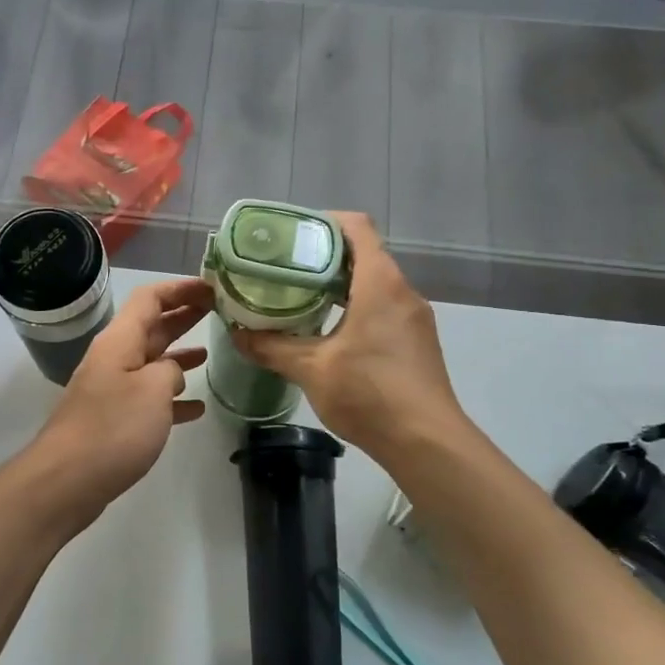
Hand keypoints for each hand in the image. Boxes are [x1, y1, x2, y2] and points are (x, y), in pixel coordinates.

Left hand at [29, 277, 211, 512]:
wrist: (67, 479)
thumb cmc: (113, 427)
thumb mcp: (153, 390)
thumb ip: (170, 370)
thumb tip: (172, 371)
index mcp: (120, 340)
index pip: (150, 298)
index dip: (180, 288)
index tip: (211, 287)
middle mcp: (115, 358)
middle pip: (152, 327)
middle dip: (182, 316)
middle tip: (216, 311)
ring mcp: (113, 390)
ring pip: (152, 363)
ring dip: (179, 356)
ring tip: (210, 352)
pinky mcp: (115, 420)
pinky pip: (149, 399)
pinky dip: (172, 398)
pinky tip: (196, 408)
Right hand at [233, 213, 465, 459]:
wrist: (426, 442)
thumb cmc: (368, 394)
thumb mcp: (310, 368)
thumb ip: (271, 347)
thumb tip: (237, 334)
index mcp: (379, 283)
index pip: (356, 227)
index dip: (324, 221)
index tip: (292, 235)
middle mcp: (402, 291)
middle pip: (363, 254)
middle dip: (323, 256)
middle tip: (284, 269)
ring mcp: (413, 317)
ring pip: (373, 284)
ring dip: (338, 285)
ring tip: (299, 298)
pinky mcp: (416, 341)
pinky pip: (383, 308)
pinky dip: (354, 308)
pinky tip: (328, 332)